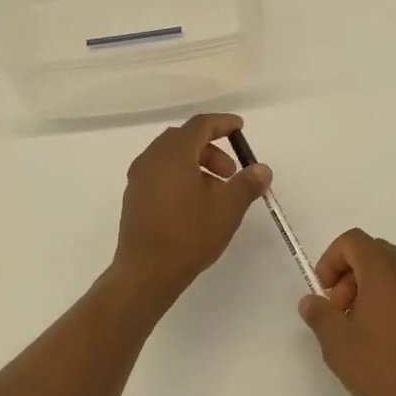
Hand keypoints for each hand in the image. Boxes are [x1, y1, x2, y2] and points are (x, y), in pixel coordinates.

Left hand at [110, 113, 270, 309]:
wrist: (145, 272)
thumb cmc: (189, 234)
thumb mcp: (227, 209)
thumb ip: (247, 184)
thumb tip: (262, 169)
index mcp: (174, 153)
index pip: (200, 125)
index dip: (223, 123)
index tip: (240, 128)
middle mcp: (152, 159)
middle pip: (184, 139)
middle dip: (211, 149)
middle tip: (231, 173)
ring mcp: (138, 178)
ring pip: (171, 158)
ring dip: (196, 165)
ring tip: (216, 193)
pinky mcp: (134, 198)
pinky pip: (160, 174)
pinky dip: (180, 177)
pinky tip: (194, 204)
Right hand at [298, 230, 395, 395]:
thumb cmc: (383, 367)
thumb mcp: (337, 343)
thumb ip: (319, 314)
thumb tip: (312, 302)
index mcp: (385, 270)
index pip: (353, 241)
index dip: (331, 260)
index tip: (324, 293)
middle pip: (372, 252)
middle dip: (348, 275)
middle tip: (339, 312)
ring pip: (390, 270)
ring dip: (367, 287)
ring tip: (358, 327)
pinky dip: (388, 298)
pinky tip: (382, 337)